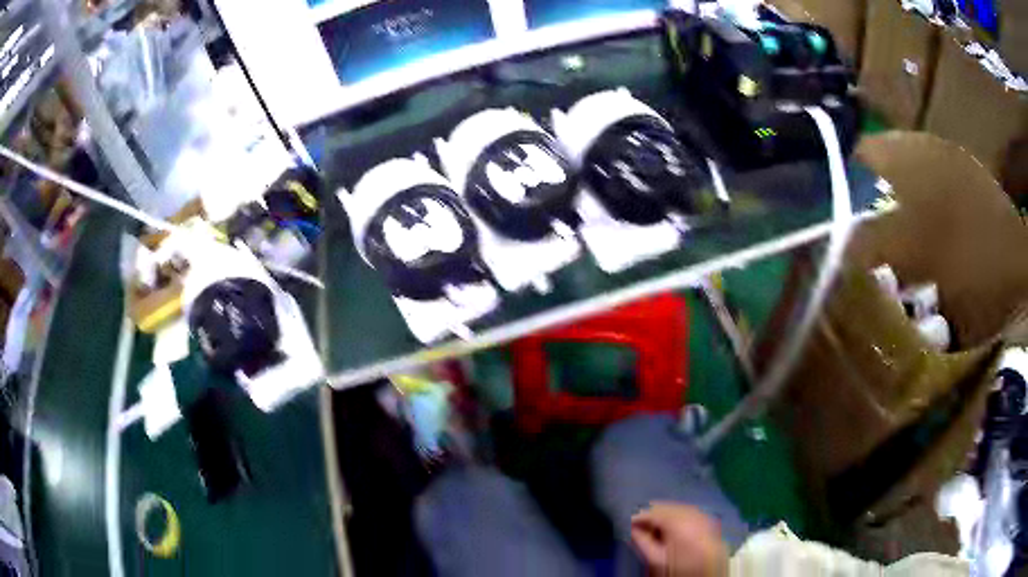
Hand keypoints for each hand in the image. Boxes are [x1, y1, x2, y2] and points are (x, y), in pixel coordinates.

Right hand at [630, 502, 728, 576]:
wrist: (709, 572)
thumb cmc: (681, 567)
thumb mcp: (656, 558)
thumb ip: (641, 541)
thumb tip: (630, 528)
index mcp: (677, 521)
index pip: (650, 511)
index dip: (635, 516)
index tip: (625, 522)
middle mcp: (690, 511)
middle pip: (663, 506)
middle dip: (649, 515)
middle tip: (637, 526)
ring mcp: (700, 513)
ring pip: (674, 507)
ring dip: (661, 515)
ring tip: (651, 528)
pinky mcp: (705, 517)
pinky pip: (685, 511)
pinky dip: (673, 516)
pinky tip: (668, 528)